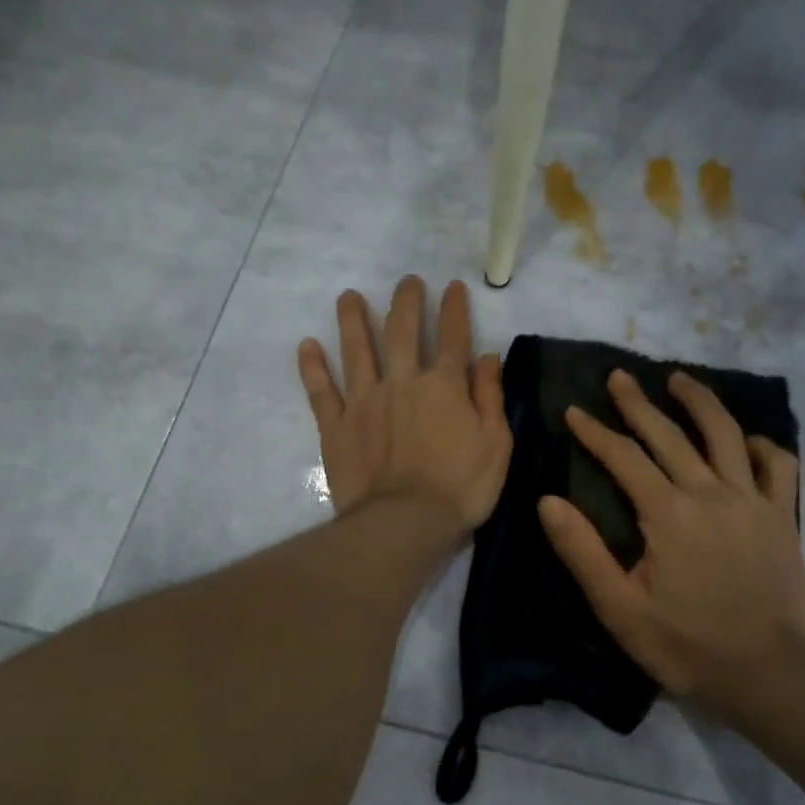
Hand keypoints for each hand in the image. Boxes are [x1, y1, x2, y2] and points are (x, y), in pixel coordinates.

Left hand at [298, 276, 511, 534]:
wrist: (405, 523)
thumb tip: (487, 356)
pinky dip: (313, 367)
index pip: (452, 337)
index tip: (452, 287)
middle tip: (407, 281)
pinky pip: (321, 391)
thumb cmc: (460, 488)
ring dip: (353, 320)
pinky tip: (307, 345)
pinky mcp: (336, 426)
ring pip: (357, 350)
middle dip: (406, 302)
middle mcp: (403, 382)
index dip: (454, 309)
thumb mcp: (496, 444)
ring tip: (349, 296)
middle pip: (402, 331)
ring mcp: (365, 401)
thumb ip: (490, 397)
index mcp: (444, 386)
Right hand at [538, 369, 804, 719]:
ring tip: (680, 380)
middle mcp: (710, 494)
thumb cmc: (685, 644)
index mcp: (667, 513)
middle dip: (638, 403)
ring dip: (700, 402)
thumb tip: (548, 501)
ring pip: (725, 435)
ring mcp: (752, 501)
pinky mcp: (782, 517)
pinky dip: (761, 446)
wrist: (766, 673)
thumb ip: (582, 551)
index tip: (573, 411)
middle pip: (669, 436)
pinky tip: (745, 441)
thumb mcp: (619, 608)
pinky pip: (778, 466)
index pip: (623, 458)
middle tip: (618, 377)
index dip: (595, 432)